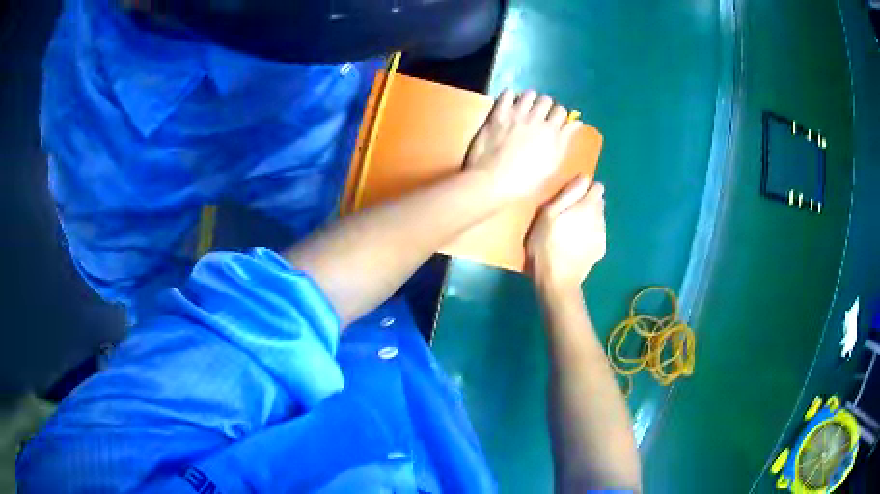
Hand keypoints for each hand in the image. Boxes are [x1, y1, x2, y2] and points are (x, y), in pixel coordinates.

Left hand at [465, 89, 581, 201]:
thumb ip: (564, 142)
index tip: (555, 121)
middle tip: (539, 114)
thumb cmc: (524, 181)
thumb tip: (576, 124)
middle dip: (545, 106)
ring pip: (529, 94)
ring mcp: (517, 114)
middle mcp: (537, 119)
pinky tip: (508, 103)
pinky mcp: (498, 113)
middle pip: (547, 100)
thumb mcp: (551, 166)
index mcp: (552, 133)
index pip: (562, 112)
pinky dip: (509, 96)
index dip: (559, 116)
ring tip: (525, 106)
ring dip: (529, 98)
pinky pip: (507, 94)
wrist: (492, 181)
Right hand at [526, 175, 605, 289]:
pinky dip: (590, 234)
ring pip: (599, 218)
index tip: (571, 197)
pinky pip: (598, 233)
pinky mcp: (601, 250)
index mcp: (588, 207)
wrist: (557, 281)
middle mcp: (601, 219)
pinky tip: (576, 243)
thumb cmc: (546, 245)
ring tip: (571, 230)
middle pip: (599, 202)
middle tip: (568, 214)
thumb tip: (584, 177)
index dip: (585, 189)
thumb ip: (568, 193)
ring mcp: (603, 236)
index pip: (598, 187)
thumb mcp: (548, 214)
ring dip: (589, 219)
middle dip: (587, 203)